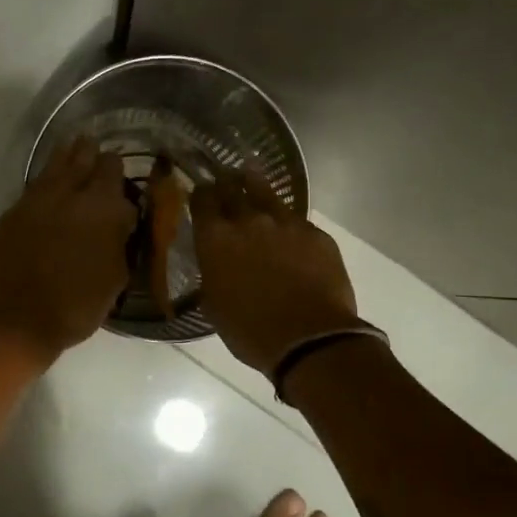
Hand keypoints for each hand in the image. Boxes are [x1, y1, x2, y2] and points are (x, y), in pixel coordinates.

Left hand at [0, 138, 135, 363]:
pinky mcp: (5, 219)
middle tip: (91, 146)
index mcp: (99, 208)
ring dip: (62, 160)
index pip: (111, 169)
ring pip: (49, 170)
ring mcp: (30, 204)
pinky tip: (43, 193)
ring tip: (69, 149)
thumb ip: (118, 242)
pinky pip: (27, 195)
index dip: (115, 167)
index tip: (117, 167)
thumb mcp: (114, 278)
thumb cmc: (75, 307)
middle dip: (88, 153)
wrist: (14, 323)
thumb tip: (118, 221)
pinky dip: (40, 189)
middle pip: (78, 159)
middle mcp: (64, 195)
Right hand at [193, 171, 361, 376]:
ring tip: (251, 176)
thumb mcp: (214, 305)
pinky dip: (286, 221)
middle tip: (224, 178)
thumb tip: (216, 262)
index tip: (200, 193)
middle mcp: (248, 220)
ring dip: (255, 184)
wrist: (310, 339)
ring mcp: (286, 223)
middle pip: (232, 188)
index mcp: (215, 239)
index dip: (200, 194)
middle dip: (225, 182)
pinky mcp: (316, 234)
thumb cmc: (250, 331)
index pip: (201, 200)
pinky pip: (296, 221)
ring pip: (266, 192)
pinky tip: (287, 228)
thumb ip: (212, 273)